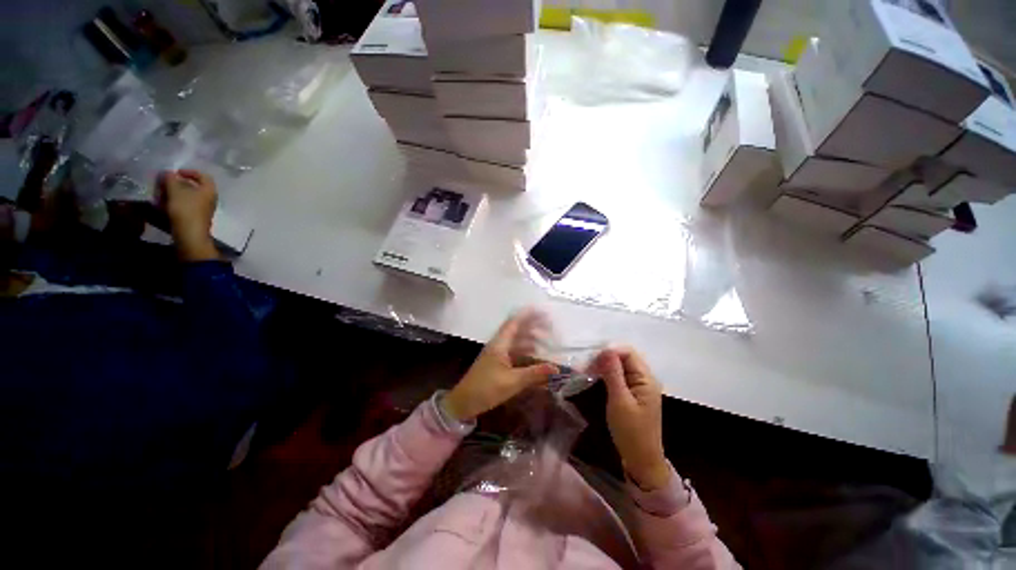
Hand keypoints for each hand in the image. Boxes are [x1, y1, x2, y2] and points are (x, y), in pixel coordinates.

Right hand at [158, 169, 218, 260]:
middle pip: (192, 186)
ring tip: (158, 196)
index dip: (189, 172)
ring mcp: (202, 209)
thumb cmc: (185, 210)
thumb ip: (170, 178)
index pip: (202, 175)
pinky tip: (160, 206)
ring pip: (185, 197)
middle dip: (175, 184)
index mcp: (209, 190)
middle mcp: (209, 199)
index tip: (175, 173)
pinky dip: (172, 204)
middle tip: (161, 185)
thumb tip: (167, 173)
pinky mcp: (194, 218)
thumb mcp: (175, 190)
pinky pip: (183, 207)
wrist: (190, 235)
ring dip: (171, 194)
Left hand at [444, 308, 558, 421]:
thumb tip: (556, 368)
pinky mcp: (497, 362)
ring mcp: (497, 353)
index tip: (542, 311)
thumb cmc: (486, 389)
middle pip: (517, 329)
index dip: (528, 315)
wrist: (464, 402)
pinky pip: (514, 350)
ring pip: (516, 340)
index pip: (514, 323)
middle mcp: (498, 345)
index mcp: (500, 344)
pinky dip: (525, 349)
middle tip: (549, 326)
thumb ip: (534, 374)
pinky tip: (534, 353)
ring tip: (546, 340)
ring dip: (530, 338)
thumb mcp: (512, 382)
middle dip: (533, 326)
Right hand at [590, 347, 670, 490]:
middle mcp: (644, 378)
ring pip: (620, 366)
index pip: (628, 352)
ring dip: (604, 365)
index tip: (590, 359)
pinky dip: (606, 374)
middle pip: (624, 357)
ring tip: (586, 371)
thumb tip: (605, 349)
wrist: (641, 460)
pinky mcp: (632, 393)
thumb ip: (613, 374)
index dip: (609, 351)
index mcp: (646, 378)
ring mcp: (639, 386)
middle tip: (585, 366)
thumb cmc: (631, 432)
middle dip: (605, 357)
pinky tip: (595, 377)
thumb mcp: (619, 401)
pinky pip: (619, 376)